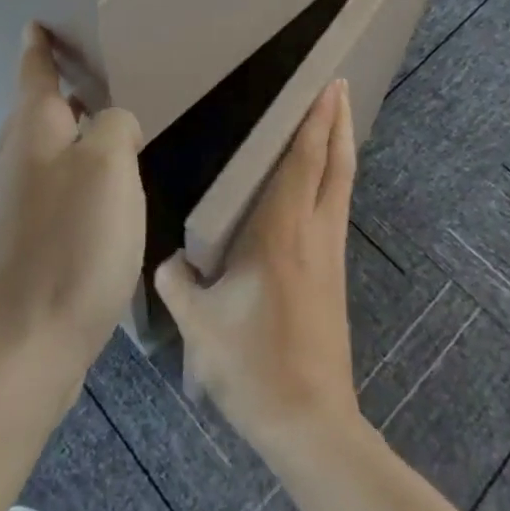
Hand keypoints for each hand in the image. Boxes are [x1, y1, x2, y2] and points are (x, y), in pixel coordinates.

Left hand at [0, 25, 145, 394]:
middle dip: (56, 89)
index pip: (34, 72)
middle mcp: (16, 161)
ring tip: (102, 126)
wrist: (18, 349)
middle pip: (35, 111)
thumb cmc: (69, 245)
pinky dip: (72, 175)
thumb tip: (113, 125)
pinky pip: (51, 190)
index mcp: (33, 131)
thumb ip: (115, 127)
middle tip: (87, 71)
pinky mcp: (23, 247)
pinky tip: (98, 194)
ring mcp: (14, 207)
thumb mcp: (108, 167)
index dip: (39, 46)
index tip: (37, 23)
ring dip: (68, 133)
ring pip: (43, 152)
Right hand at [155, 78, 359, 460]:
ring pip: (342, 186)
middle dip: (339, 122)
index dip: (315, 121)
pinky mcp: (334, 276)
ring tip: (336, 121)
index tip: (328, 86)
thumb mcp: (199, 325)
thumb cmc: (253, 365)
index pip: (303, 162)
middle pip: (336, 165)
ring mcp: (330, 256)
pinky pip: (336, 209)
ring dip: (341, 148)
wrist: (311, 424)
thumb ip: (177, 284)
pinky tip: (322, 183)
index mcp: (280, 233)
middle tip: (340, 87)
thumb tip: (168, 262)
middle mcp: (313, 234)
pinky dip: (334, 179)